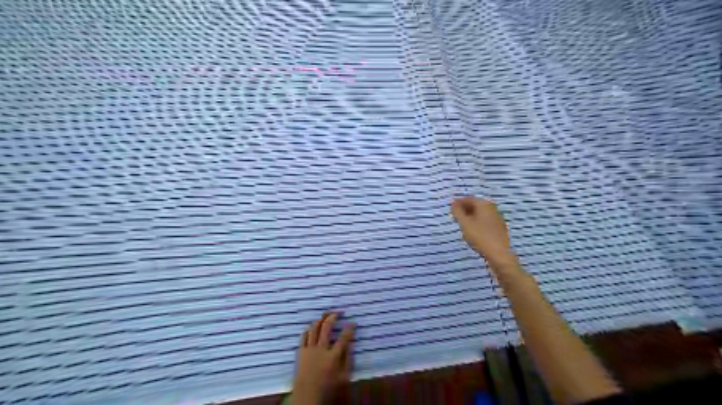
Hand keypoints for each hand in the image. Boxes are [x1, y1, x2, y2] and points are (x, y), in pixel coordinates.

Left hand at [289, 312, 354, 403]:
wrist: (306, 397)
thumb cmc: (328, 388)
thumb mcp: (344, 378)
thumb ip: (348, 360)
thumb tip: (351, 344)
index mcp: (333, 356)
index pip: (343, 337)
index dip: (349, 328)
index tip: (353, 322)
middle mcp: (321, 349)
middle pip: (327, 327)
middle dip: (333, 316)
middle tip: (339, 312)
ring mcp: (309, 349)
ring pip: (314, 328)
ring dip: (321, 319)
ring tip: (326, 315)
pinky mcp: (301, 351)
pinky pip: (304, 335)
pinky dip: (309, 329)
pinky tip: (313, 327)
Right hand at [449, 196, 515, 269]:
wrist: (499, 254)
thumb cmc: (480, 236)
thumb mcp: (465, 223)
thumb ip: (457, 212)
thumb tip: (453, 203)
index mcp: (484, 204)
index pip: (468, 198)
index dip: (458, 202)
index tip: (450, 208)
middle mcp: (492, 208)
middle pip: (475, 205)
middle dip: (464, 209)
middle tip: (455, 216)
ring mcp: (497, 217)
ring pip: (480, 213)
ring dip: (470, 216)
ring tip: (462, 224)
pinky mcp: (499, 227)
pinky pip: (485, 220)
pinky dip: (477, 222)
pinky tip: (473, 230)